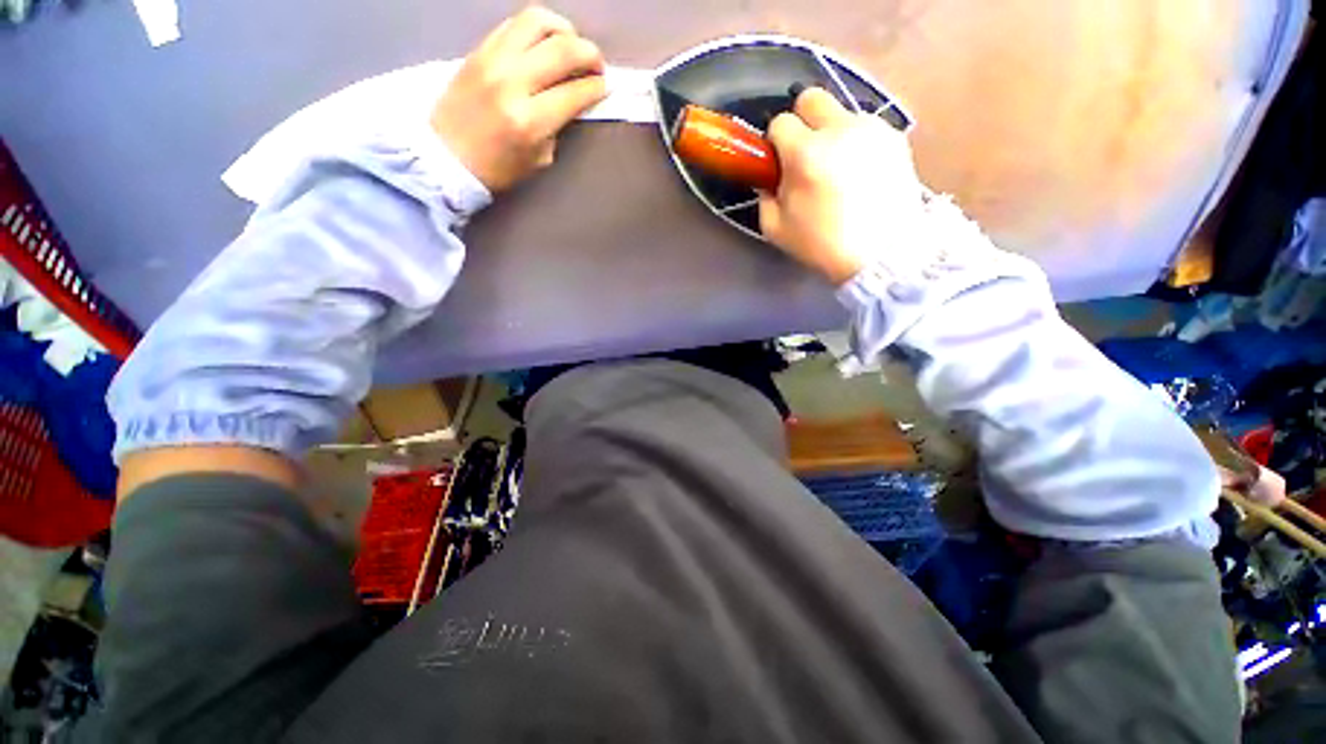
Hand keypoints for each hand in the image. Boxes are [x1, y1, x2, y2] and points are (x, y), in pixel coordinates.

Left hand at [431, 7, 606, 190]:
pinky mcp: (479, 49)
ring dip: (564, 29)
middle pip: (562, 49)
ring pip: (537, 22)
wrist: (446, 157)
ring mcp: (492, 60)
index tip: (605, 87)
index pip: (574, 92)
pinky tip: (544, 42)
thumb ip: (557, 127)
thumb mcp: (538, 159)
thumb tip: (573, 102)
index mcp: (529, 121)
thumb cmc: (497, 168)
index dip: (597, 87)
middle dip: (590, 54)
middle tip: (597, 66)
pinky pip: (514, 24)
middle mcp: (512, 82)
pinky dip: (537, 28)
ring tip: (571, 44)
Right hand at [759, 88, 925, 284]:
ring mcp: (871, 129)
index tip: (780, 163)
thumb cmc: (822, 246)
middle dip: (802, 120)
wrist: (882, 254)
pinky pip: (866, 127)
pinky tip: (861, 172)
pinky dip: (857, 142)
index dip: (776, 143)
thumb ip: (765, 197)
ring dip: (832, 132)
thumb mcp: (776, 230)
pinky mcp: (895, 137)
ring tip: (838, 168)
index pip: (780, 122)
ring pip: (841, 111)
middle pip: (811, 97)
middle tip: (805, 152)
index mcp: (805, 154)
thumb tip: (771, 178)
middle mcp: (839, 130)